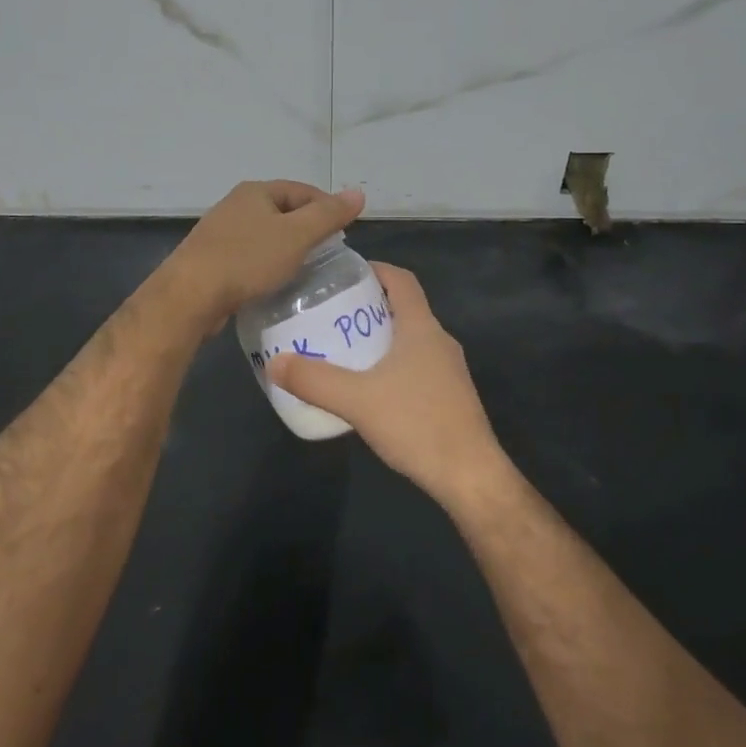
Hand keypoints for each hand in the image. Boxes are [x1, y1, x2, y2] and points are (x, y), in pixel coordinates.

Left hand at [162, 180, 365, 333]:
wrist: (191, 295)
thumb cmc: (247, 259)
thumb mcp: (296, 236)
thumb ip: (328, 215)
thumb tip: (358, 193)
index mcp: (255, 192)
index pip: (302, 190)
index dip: (327, 207)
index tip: (345, 232)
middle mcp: (235, 206)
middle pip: (282, 212)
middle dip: (307, 230)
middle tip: (329, 254)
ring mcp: (220, 233)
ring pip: (265, 237)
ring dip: (286, 250)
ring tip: (307, 271)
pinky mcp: (211, 260)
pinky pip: (249, 258)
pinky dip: (266, 266)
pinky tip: (275, 284)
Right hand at [266, 263, 507, 509]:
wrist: (470, 477)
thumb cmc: (417, 424)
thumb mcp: (357, 400)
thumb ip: (314, 380)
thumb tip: (275, 362)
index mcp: (422, 328)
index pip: (401, 280)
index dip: (374, 269)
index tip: (344, 274)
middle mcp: (439, 341)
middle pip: (403, 308)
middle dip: (368, 306)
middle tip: (331, 315)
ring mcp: (449, 371)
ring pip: (409, 340)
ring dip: (379, 338)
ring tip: (343, 350)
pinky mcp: (450, 397)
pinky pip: (416, 366)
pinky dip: (391, 365)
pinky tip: (368, 389)